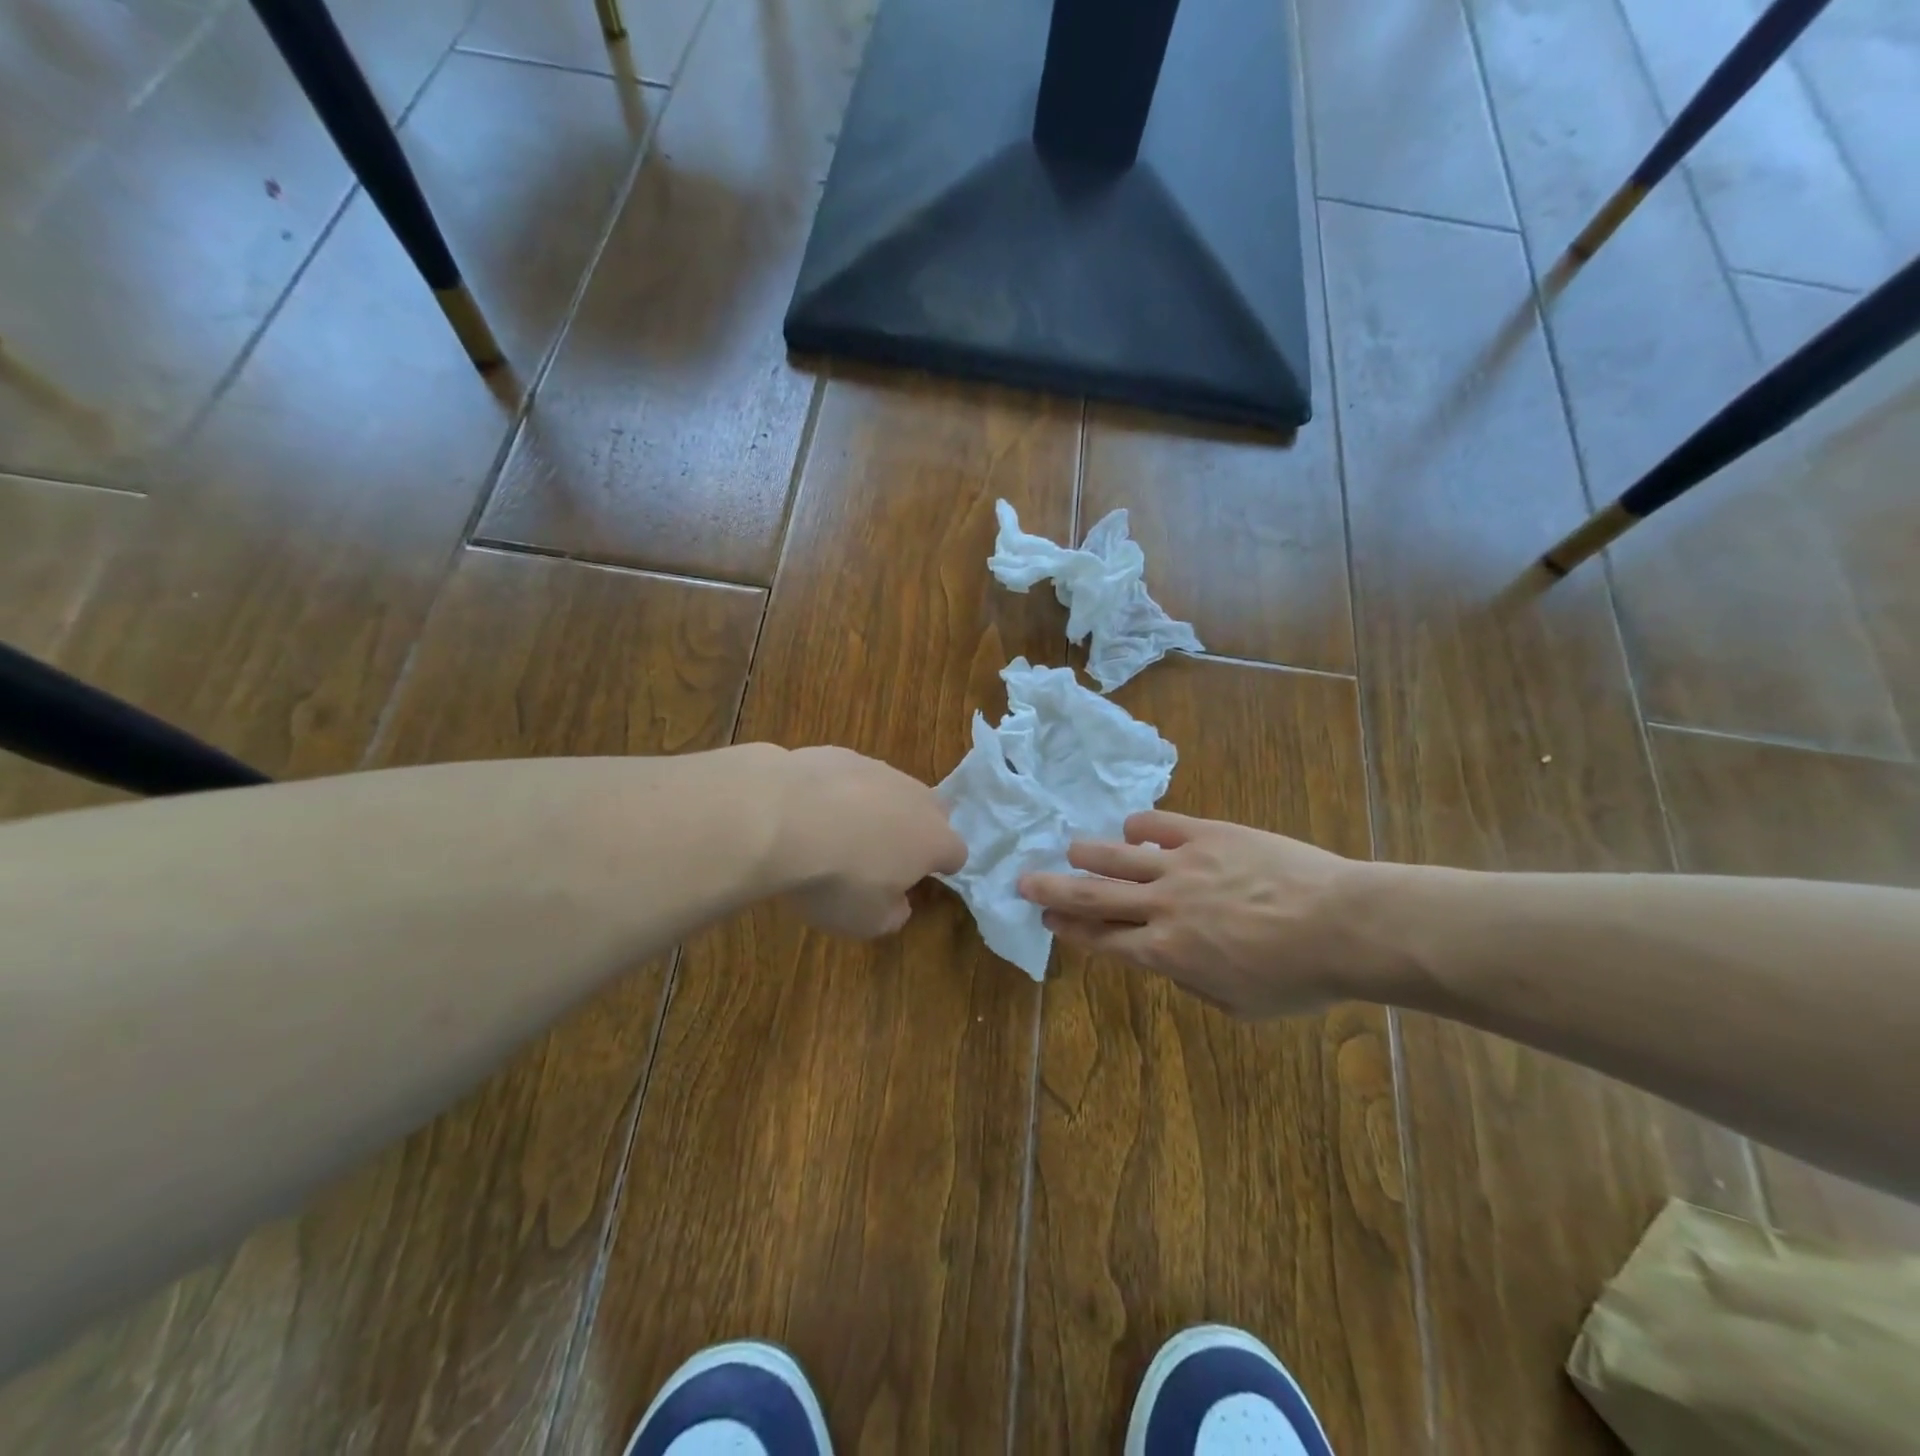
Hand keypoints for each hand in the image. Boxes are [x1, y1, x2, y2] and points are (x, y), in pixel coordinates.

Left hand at [770, 746, 966, 937]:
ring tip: (838, 832)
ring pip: (890, 789)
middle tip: (883, 855)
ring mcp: (877, 769)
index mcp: (933, 839)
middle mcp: (914, 797)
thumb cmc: (836, 879)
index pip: (956, 853)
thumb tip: (898, 903)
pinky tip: (809, 811)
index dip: (941, 868)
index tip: (918, 880)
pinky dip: (839, 792)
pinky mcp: (839, 753)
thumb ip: (893, 914)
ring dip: (875, 808)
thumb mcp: (867, 921)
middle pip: (930, 812)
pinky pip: (850, 776)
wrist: (781, 818)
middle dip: (915, 831)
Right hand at [1018, 810, 1401, 1016]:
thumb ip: (1193, 980)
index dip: (1070, 929)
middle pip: (1093, 894)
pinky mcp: (1207, 834)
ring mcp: (1181, 864)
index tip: (1047, 919)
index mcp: (1165, 952)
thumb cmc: (1297, 977)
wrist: (1342, 925)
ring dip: (1087, 853)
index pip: (1102, 938)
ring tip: (1071, 849)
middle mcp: (1161, 906)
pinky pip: (1158, 825)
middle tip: (1024, 880)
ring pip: (1116, 854)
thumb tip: (1171, 959)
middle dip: (1053, 888)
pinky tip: (1133, 830)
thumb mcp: (1238, 1004)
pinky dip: (1139, 828)